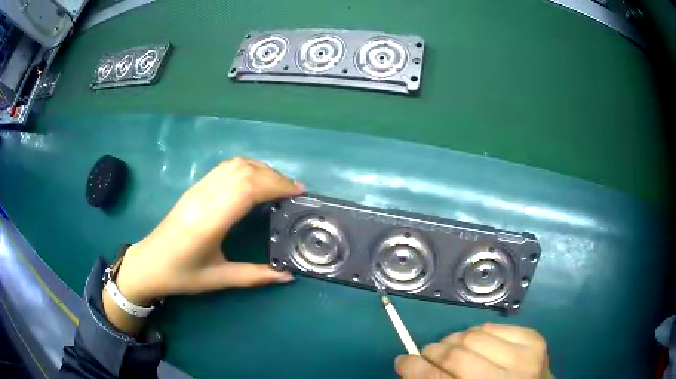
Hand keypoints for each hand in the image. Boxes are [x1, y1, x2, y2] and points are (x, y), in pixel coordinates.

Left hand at [113, 157, 304, 304]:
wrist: (148, 263)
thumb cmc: (181, 274)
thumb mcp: (218, 279)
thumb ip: (254, 276)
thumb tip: (288, 277)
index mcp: (209, 221)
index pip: (247, 189)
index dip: (276, 185)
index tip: (298, 193)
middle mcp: (204, 198)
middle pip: (244, 171)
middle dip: (274, 176)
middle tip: (294, 192)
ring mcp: (197, 189)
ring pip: (234, 164)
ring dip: (261, 169)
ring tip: (278, 185)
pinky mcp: (195, 187)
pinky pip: (225, 167)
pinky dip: (247, 168)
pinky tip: (255, 181)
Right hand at [395, 323, 550, 378]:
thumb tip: (409, 362)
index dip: (413, 367)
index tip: (403, 360)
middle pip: (455, 354)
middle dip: (434, 351)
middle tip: (430, 353)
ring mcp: (524, 357)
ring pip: (474, 335)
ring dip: (456, 339)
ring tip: (455, 348)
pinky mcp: (534, 339)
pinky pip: (494, 326)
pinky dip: (480, 332)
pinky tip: (481, 345)